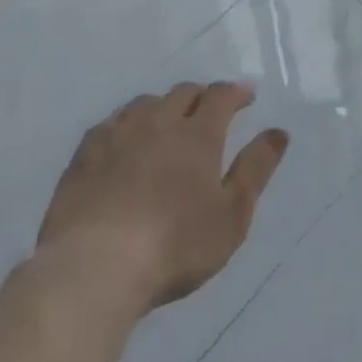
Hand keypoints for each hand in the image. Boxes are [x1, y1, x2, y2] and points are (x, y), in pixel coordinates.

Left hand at [36, 81, 288, 315]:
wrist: (93, 269)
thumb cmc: (174, 245)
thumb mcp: (232, 214)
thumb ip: (256, 169)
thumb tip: (278, 132)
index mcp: (198, 134)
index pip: (221, 95)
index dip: (236, 92)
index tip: (247, 97)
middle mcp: (159, 123)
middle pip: (183, 93)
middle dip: (201, 97)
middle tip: (209, 111)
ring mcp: (117, 136)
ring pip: (145, 103)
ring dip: (162, 106)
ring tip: (167, 123)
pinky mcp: (83, 157)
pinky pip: (109, 124)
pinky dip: (126, 124)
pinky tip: (123, 141)